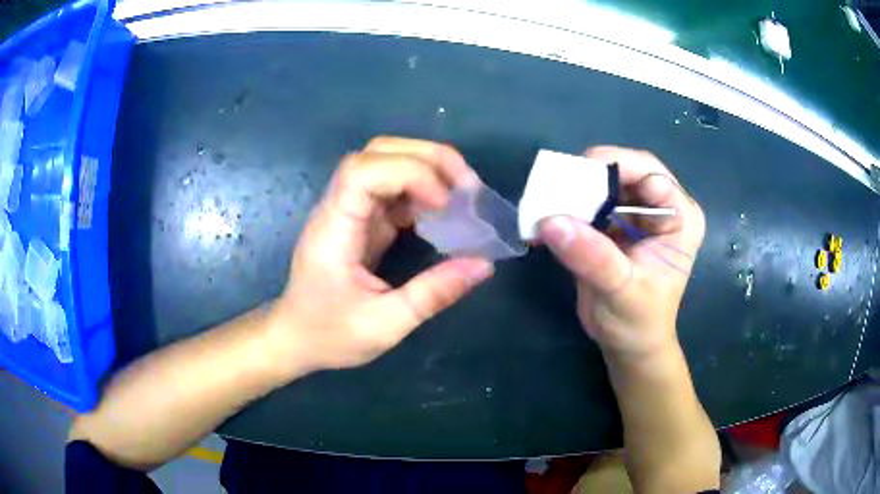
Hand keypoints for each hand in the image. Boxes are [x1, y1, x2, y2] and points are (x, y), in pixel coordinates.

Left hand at [270, 137, 493, 372]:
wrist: (295, 337)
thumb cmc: (329, 334)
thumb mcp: (385, 325)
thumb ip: (433, 294)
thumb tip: (483, 265)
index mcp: (334, 228)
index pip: (364, 170)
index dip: (410, 172)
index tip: (444, 203)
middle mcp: (339, 208)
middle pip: (377, 153)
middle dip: (427, 158)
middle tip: (467, 186)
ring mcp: (348, 210)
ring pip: (386, 162)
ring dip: (428, 169)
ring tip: (463, 194)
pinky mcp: (359, 220)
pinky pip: (392, 190)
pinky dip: (422, 192)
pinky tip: (443, 211)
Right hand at [539, 146, 704, 360]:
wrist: (628, 346)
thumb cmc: (639, 322)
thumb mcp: (622, 290)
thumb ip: (593, 256)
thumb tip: (551, 222)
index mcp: (680, 216)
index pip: (650, 173)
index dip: (614, 166)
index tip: (575, 177)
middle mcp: (661, 207)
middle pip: (624, 172)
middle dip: (589, 177)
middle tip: (554, 186)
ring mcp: (636, 214)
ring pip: (602, 184)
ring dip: (573, 191)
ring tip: (544, 201)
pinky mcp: (613, 225)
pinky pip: (588, 204)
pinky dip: (566, 209)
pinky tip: (545, 218)